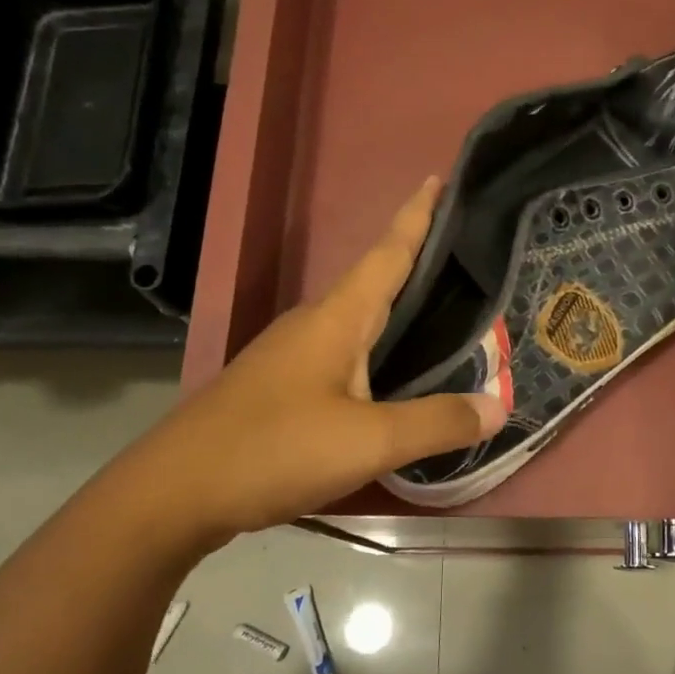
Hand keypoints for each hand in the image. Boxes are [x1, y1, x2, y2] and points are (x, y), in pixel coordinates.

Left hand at [117, 177, 504, 552]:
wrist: (174, 494)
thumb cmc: (274, 450)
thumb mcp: (369, 441)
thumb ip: (436, 423)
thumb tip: (499, 407)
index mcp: (336, 319)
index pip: (386, 254)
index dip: (416, 217)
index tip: (440, 179)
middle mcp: (313, 325)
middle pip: (373, 280)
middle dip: (415, 260)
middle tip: (463, 252)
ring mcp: (291, 356)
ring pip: (357, 319)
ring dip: (396, 307)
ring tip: (441, 310)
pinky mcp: (281, 387)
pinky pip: (343, 352)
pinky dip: (378, 347)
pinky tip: (392, 373)